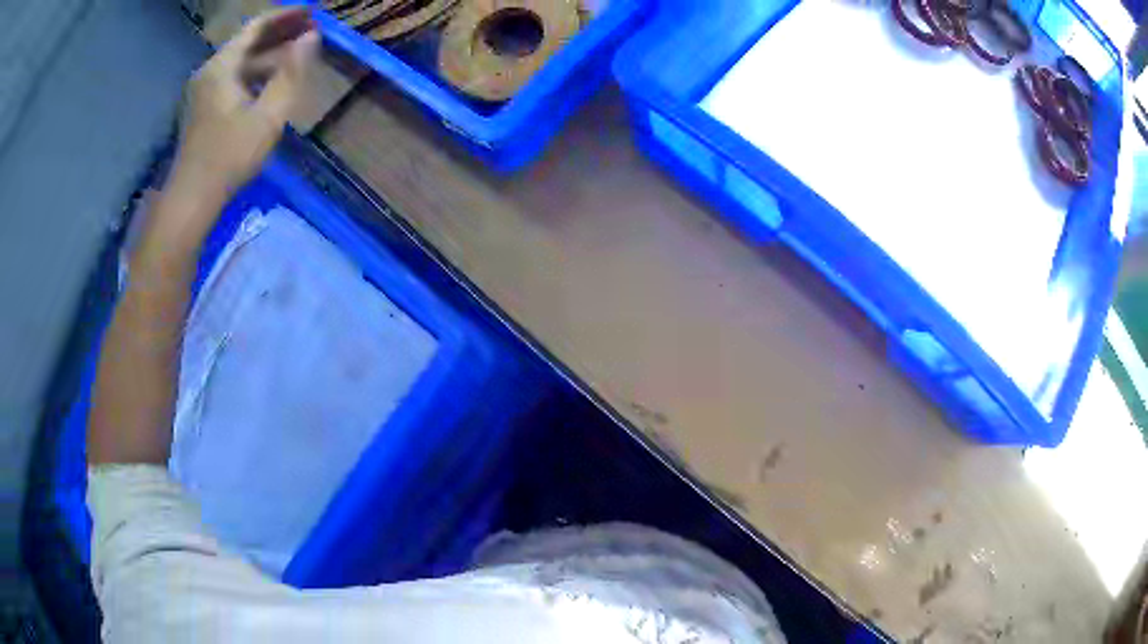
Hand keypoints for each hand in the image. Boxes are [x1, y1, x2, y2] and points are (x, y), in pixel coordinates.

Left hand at [170, 7, 319, 211]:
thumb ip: (291, 73)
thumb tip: (311, 37)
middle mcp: (209, 71)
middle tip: (311, 30)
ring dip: (269, 54)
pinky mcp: (202, 108)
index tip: (313, 12)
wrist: (192, 198)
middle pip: (247, 42)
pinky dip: (255, 73)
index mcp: (222, 66)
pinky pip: (233, 78)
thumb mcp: (268, 115)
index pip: (257, 26)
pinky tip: (272, 80)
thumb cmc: (229, 156)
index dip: (286, 15)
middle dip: (280, 33)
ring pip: (240, 61)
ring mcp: (203, 90)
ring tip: (298, 53)